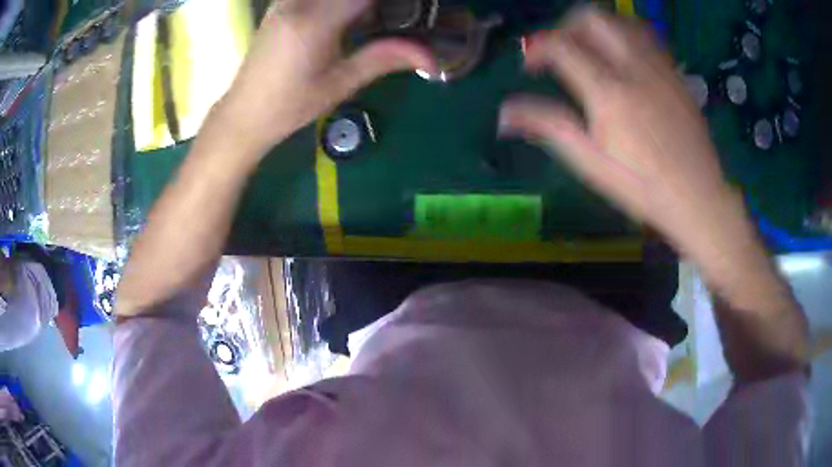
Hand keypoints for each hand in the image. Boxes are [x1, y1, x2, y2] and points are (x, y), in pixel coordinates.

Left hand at [213, 0, 435, 157]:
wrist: (244, 113)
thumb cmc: (290, 106)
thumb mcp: (340, 84)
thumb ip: (383, 58)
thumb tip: (432, 57)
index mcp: (314, 22)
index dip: (394, 2)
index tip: (410, 10)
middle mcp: (298, 2)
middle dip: (376, 4)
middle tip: (394, 15)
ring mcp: (285, 0)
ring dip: (357, 4)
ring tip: (365, 22)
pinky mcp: (281, 3)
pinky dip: (338, 2)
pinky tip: (348, 18)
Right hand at [499, 7, 740, 258]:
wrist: (699, 198)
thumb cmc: (642, 188)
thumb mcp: (590, 163)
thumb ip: (548, 127)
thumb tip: (503, 114)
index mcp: (608, 92)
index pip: (561, 45)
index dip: (536, 48)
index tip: (530, 66)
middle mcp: (634, 68)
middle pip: (593, 18)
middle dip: (567, 27)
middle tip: (562, 51)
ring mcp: (659, 68)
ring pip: (622, 21)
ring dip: (598, 27)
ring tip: (591, 50)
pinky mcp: (676, 74)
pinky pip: (647, 37)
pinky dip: (626, 36)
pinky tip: (623, 59)